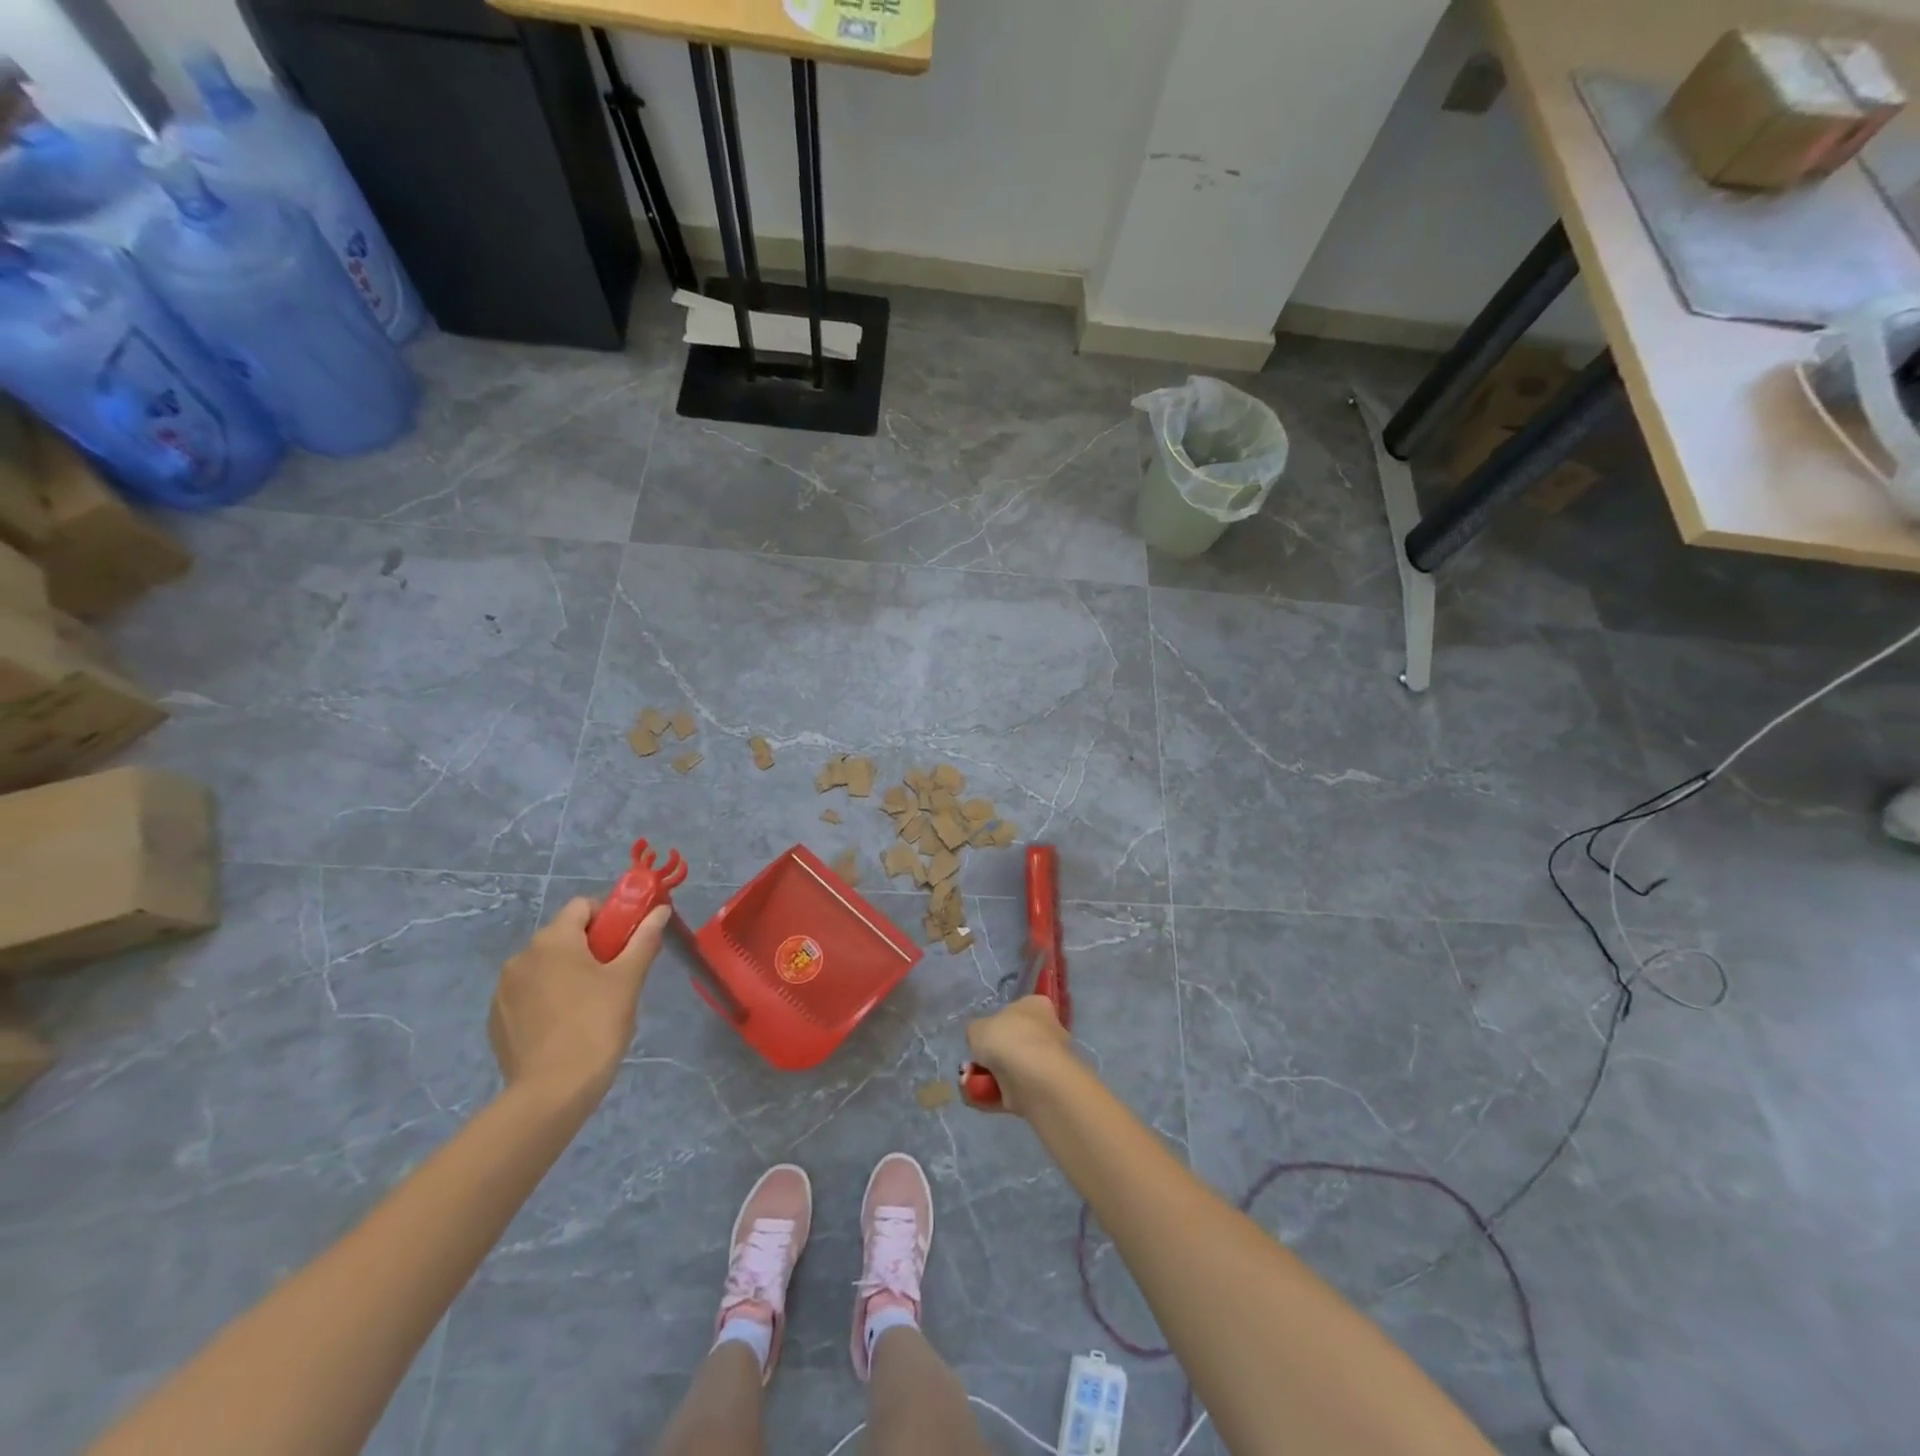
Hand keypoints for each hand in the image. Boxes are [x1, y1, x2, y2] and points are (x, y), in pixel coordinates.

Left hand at [487, 898, 668, 1105]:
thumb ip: (644, 939)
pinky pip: (528, 994)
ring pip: (545, 966)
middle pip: (563, 936)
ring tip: (591, 1005)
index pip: (582, 906)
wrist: (552, 1092)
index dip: (609, 916)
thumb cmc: (596, 1025)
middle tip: (616, 975)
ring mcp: (503, 989)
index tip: (626, 941)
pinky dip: (548, 998)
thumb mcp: (629, 979)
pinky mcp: (496, 1019)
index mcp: (553, 940)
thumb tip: (659, 910)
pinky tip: (565, 1026)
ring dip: (568, 973)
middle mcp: (521, 957)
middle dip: (590, 947)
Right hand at [964, 995, 1075, 1114]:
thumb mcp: (977, 1027)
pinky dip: (995, 1096)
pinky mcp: (1044, 1090)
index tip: (983, 1036)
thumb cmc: (1007, 1040)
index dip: (997, 1023)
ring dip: (990, 1078)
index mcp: (1036, 1006)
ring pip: (1013, 1069)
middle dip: (992, 1056)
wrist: (1033, 1079)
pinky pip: (1014, 1092)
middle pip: (1014, 1043)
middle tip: (972, 1064)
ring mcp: (1047, 1062)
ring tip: (970, 1083)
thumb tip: (980, 1039)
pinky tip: (978, 1098)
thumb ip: (976, 1031)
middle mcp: (1047, 1031)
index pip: (1017, 1009)